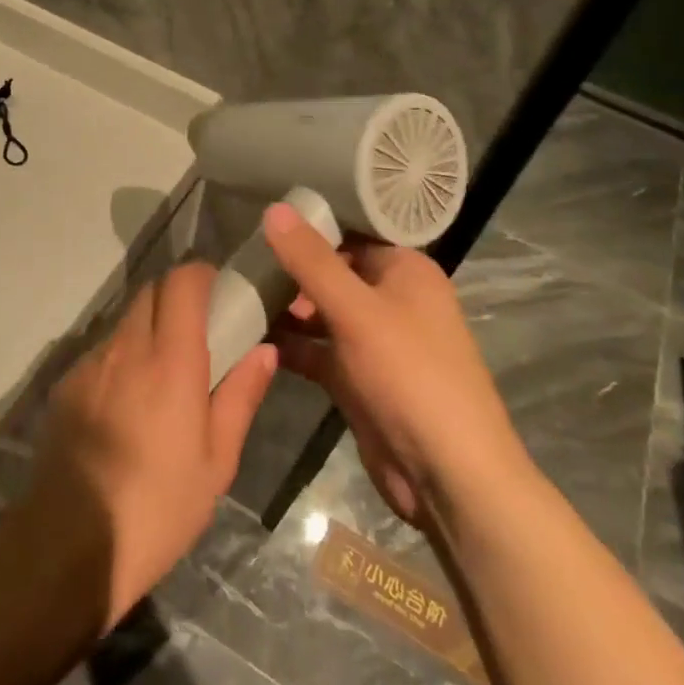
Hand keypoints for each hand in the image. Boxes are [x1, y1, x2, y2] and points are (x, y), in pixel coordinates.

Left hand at [19, 263, 276, 631]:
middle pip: (150, 291)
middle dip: (176, 297)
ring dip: (147, 328)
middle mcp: (127, 348)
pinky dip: (121, 358)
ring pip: (124, 320)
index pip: (182, 283)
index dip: (201, 275)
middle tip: (198, 331)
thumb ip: (240, 396)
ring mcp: (90, 364)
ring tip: (162, 373)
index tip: (218, 291)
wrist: (70, 544)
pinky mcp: (65, 384)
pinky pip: (101, 352)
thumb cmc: (159, 507)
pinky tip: (126, 404)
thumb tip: (264, 351)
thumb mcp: (216, 462)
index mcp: (171, 361)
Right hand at [264, 202, 520, 525]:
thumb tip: (273, 209)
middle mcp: (392, 299)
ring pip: (322, 312)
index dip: (310, 225)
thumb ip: (312, 261)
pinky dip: (290, 344)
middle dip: (290, 269)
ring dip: (285, 307)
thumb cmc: (409, 375)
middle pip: (333, 272)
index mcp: (405, 271)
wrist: (448, 475)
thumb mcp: (356, 311)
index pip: (352, 233)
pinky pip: (318, 349)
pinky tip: (249, 336)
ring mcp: (374, 342)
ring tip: (235, 295)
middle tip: (240, 261)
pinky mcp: (358, 378)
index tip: (261, 219)